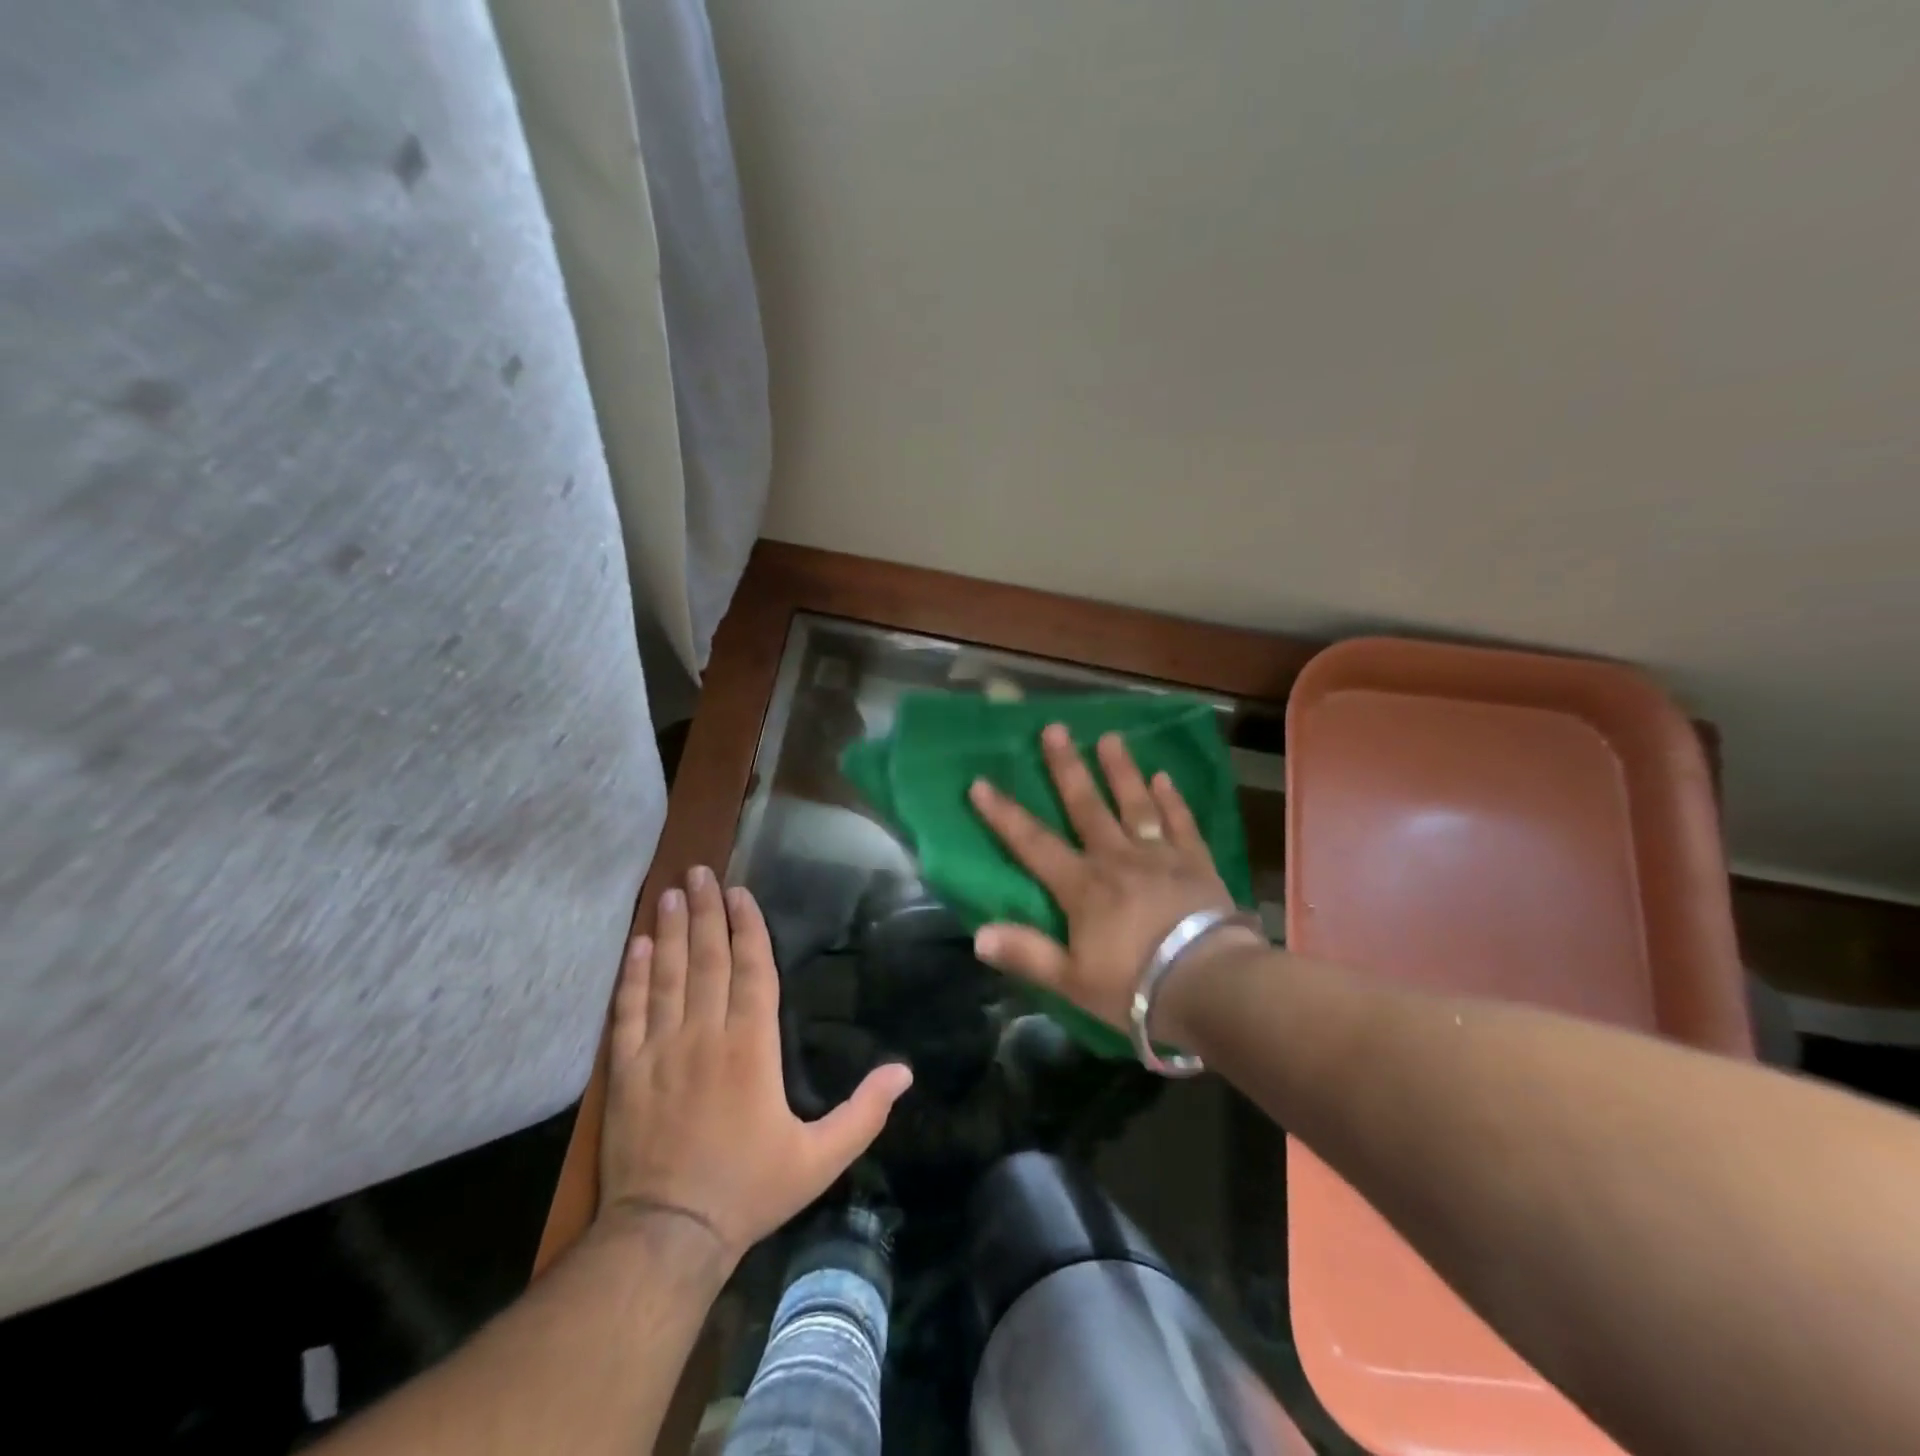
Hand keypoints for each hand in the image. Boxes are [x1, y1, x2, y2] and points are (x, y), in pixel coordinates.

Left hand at [597, 866, 912, 1265]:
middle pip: (707, 959)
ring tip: (670, 893)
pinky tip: (637, 947)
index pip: (752, 970)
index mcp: (752, 1046)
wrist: (668, 1235)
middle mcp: (705, 1035)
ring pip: (667, 975)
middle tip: (699, 872)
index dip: (746, 927)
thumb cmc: (749, 1189)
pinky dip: (632, 976)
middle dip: (705, 911)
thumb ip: (864, 1113)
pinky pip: (629, 1011)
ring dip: (669, 931)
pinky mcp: (626, 1071)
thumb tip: (905, 1073)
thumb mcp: (820, 1158)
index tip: (739, 893)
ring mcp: (661, 1049)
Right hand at [968, 725, 1264, 1041]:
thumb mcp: (1072, 979)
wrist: (1210, 984)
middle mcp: (1117, 858)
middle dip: (1067, 768)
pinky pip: (1181, 824)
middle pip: (1086, 806)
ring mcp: (1159, 856)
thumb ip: (1026, 953)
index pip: (1033, 843)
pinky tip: (1165, 777)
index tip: (980, 783)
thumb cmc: (1134, 985)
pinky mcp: (1196, 863)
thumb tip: (978, 935)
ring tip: (1111, 738)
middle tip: (1055, 729)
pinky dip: (1172, 800)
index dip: (1004, 814)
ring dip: (1121, 770)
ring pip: (1135, 804)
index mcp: (1082, 886)